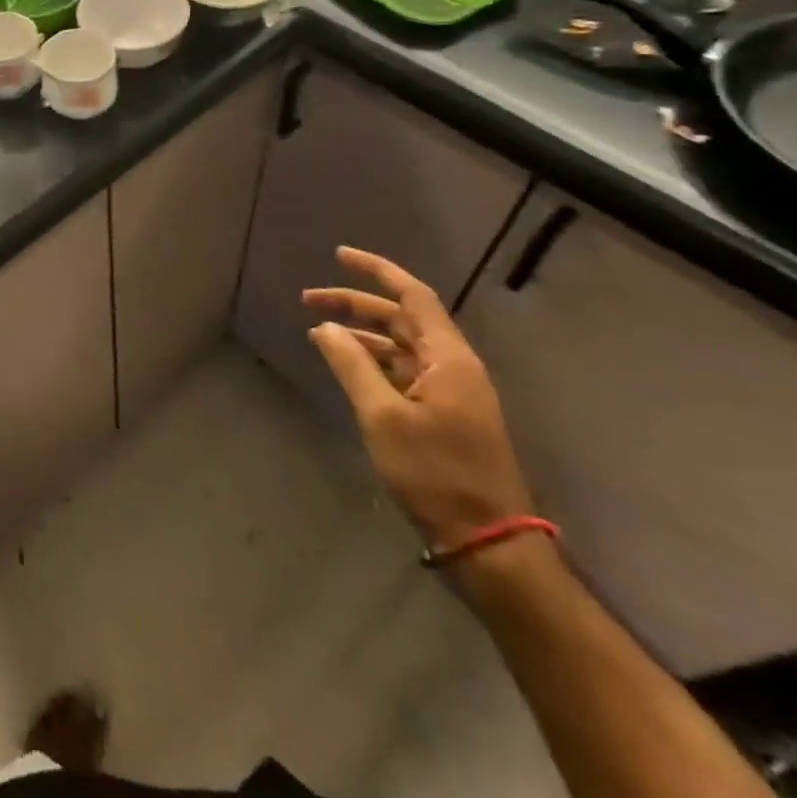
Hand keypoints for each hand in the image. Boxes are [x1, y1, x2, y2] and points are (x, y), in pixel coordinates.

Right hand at [302, 247, 532, 550]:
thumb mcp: (382, 416)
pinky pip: (404, 371)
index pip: (413, 296)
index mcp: (449, 359)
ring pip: (402, 345)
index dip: (376, 271)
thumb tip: (326, 327)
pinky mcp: (444, 415)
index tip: (339, 255)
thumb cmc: (435, 473)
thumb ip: (351, 365)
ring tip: (320, 332)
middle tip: (309, 300)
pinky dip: (373, 361)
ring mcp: (451, 392)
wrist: (487, 542)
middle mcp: (454, 366)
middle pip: (402, 319)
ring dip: (362, 334)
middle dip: (356, 303)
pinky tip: (346, 365)